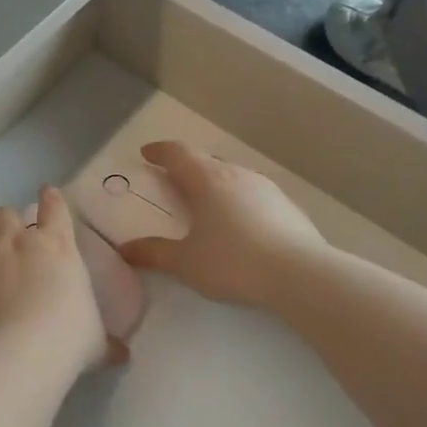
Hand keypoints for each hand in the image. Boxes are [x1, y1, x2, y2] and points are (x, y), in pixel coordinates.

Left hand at [0, 187, 125, 374]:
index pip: (55, 208)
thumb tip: (121, 354)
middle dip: (6, 223)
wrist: (12, 356)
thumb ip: (105, 342)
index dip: (51, 199)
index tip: (48, 193)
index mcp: (56, 247)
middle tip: (10, 242)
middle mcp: (16, 244)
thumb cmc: (66, 341)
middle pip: (4, 214)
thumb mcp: (94, 342)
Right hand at [118, 141, 325, 308]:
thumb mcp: (186, 263)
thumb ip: (154, 253)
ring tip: (206, 204)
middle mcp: (236, 174)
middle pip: (206, 161)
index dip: (160, 151)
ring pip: (232, 175)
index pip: (178, 153)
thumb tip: (125, 249)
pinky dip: (238, 200)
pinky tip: (240, 224)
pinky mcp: (288, 206)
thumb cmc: (234, 262)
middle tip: (173, 181)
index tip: (146, 153)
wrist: (301, 275)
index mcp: (207, 180)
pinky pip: (253, 194)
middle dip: (186, 168)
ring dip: (215, 183)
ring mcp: (266, 188)